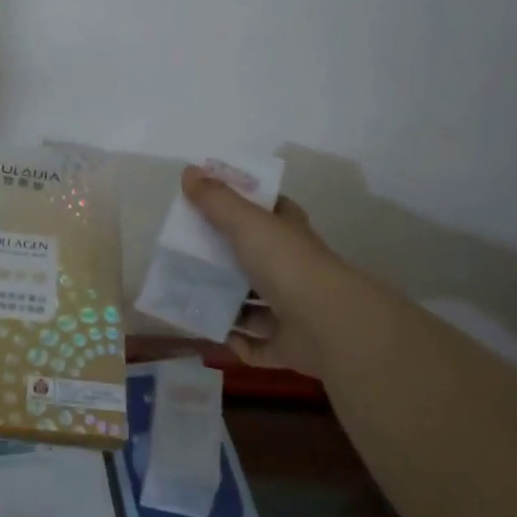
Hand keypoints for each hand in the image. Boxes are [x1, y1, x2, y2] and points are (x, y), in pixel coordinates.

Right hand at [181, 165, 346, 379]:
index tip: (215, 206)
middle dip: (226, 260)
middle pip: (256, 259)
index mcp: (289, 234)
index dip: (248, 206)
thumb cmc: (285, 263)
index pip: (272, 212)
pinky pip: (259, 345)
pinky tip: (215, 335)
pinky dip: (239, 343)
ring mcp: (293, 310)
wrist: (328, 325)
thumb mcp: (245, 221)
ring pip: (256, 305)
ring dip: (229, 304)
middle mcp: (294, 269)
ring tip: (191, 298)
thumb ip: (215, 199)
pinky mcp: (288, 345)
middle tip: (188, 256)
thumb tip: (188, 170)